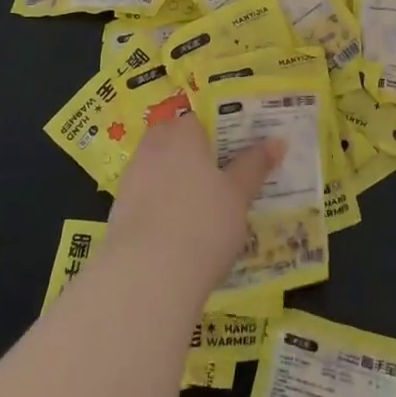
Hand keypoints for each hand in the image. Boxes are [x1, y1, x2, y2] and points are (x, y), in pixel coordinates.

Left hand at [107, 116, 283, 294]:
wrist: (147, 276)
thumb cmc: (203, 223)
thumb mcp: (239, 194)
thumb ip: (255, 165)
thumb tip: (277, 141)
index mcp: (183, 134)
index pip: (198, 120)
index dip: (215, 135)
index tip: (232, 154)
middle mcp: (153, 148)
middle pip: (173, 142)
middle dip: (191, 156)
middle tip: (218, 179)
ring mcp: (131, 180)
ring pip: (157, 170)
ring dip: (174, 182)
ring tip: (199, 209)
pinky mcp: (118, 213)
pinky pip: (146, 199)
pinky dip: (159, 208)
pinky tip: (177, 232)